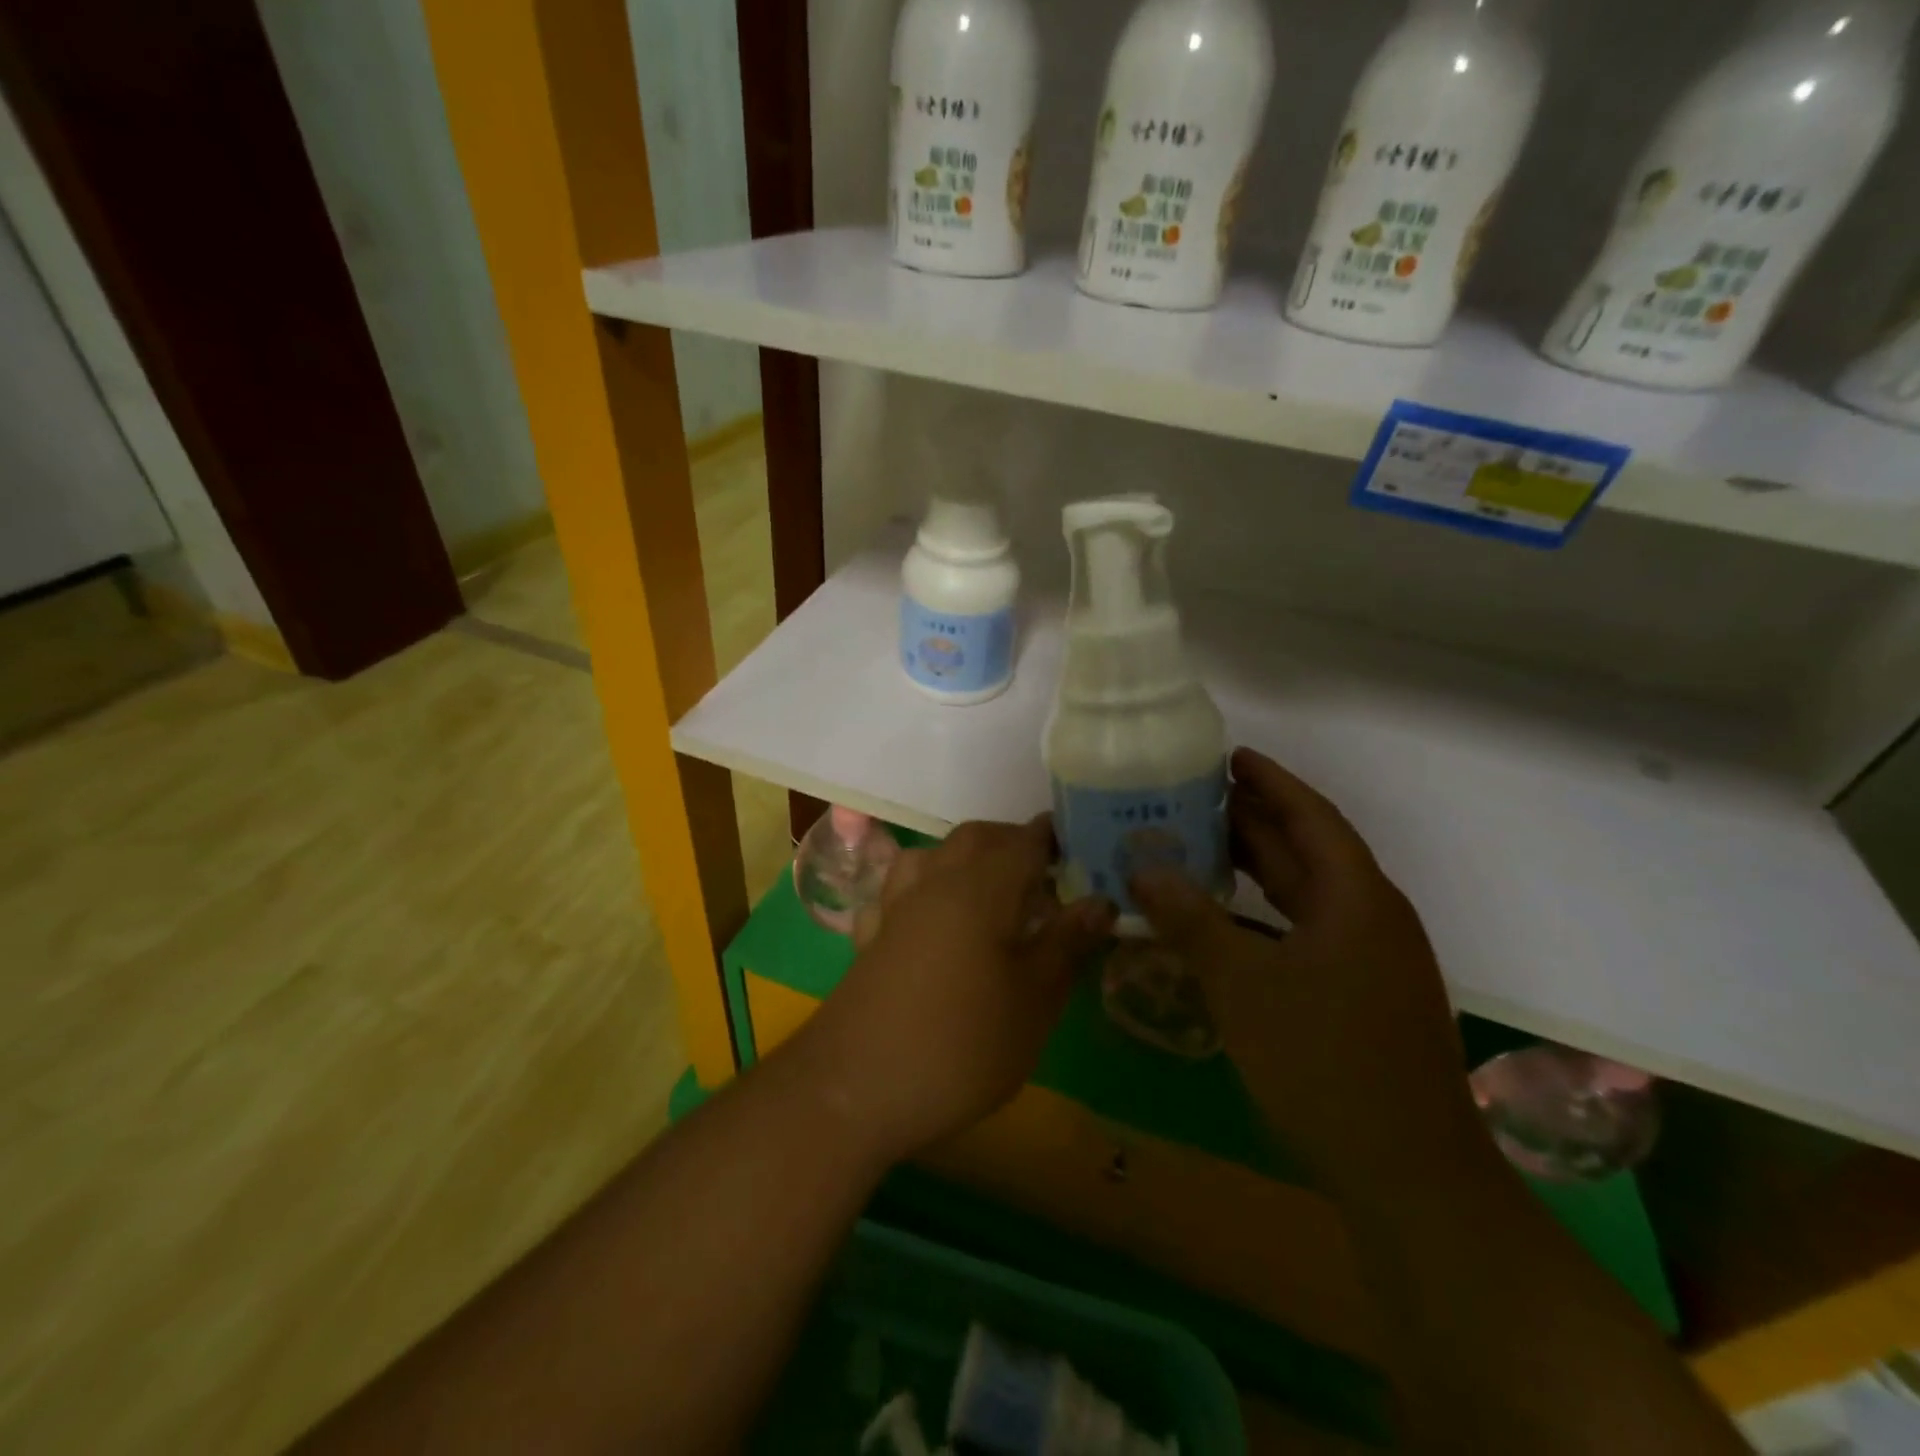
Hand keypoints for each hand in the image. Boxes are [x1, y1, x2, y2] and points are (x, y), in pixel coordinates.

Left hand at [796, 818, 1114, 1165]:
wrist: (853, 1088)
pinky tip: (934, 919)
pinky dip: (926, 889)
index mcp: (980, 886)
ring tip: (995, 892)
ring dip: (967, 859)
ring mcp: (895, 905)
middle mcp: (934, 880)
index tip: (1084, 850)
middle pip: (977, 839)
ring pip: (934, 856)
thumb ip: (1067, 943)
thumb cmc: (959, 1045)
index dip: (1057, 839)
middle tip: (1048, 877)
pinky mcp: (870, 935)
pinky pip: (901, 890)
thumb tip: (1101, 899)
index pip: (1025, 840)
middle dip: (1014, 844)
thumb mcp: (1033, 1001)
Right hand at [1131, 748, 1483, 1192]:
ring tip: (1204, 842)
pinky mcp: (1358, 993)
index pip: (1311, 817)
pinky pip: (1306, 929)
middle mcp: (1369, 917)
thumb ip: (1190, 921)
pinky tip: (1227, 916)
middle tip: (1197, 795)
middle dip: (1257, 819)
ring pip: (1307, 892)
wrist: (1407, 1174)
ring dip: (1260, 866)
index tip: (1229, 756)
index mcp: (1357, 899)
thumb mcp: (1244, 986)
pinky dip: (1265, 912)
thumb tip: (1143, 869)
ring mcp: (1369, 959)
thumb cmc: (1324, 1062)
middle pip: (1309, 850)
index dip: (1271, 782)